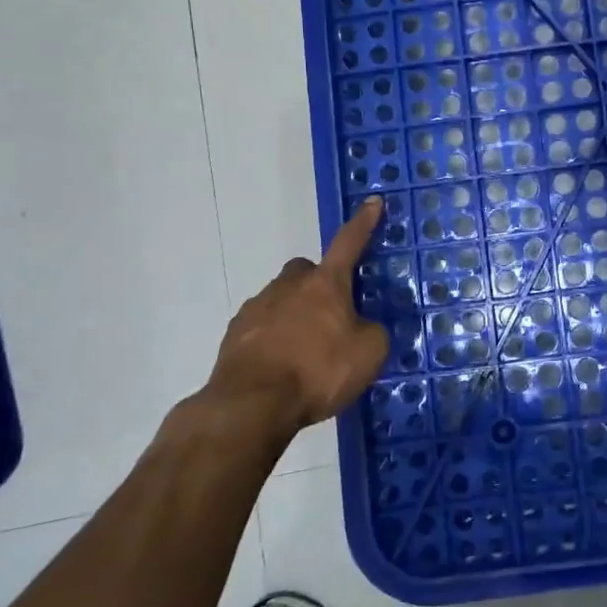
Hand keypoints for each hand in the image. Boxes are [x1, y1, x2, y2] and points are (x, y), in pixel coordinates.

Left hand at [197, 198, 390, 441]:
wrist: (251, 404)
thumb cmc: (318, 371)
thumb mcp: (368, 354)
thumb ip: (371, 332)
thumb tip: (362, 327)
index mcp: (326, 283)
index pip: (349, 243)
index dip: (363, 223)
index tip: (372, 202)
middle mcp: (289, 286)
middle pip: (306, 271)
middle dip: (318, 283)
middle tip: (331, 313)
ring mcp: (256, 308)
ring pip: (281, 299)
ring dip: (294, 315)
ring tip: (306, 351)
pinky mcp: (234, 335)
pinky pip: (261, 327)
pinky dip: (273, 339)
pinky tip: (281, 366)